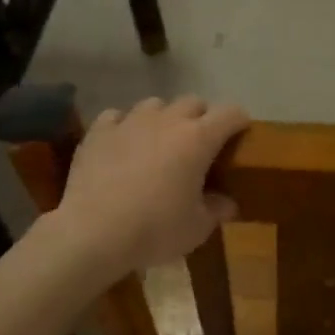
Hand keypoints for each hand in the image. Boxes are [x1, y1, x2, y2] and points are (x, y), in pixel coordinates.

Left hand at [51, 96, 249, 276]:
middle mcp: (167, 120)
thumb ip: (216, 210)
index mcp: (198, 139)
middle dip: (202, 118)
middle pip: (194, 102)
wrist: (93, 232)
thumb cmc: (154, 229)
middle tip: (199, 145)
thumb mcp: (196, 228)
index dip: (239, 122)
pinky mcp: (99, 131)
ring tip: (159, 142)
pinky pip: (117, 116)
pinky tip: (122, 145)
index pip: (231, 113)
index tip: (241, 136)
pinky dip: (124, 126)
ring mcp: (130, 121)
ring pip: (155, 104)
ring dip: (163, 118)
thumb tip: (227, 203)